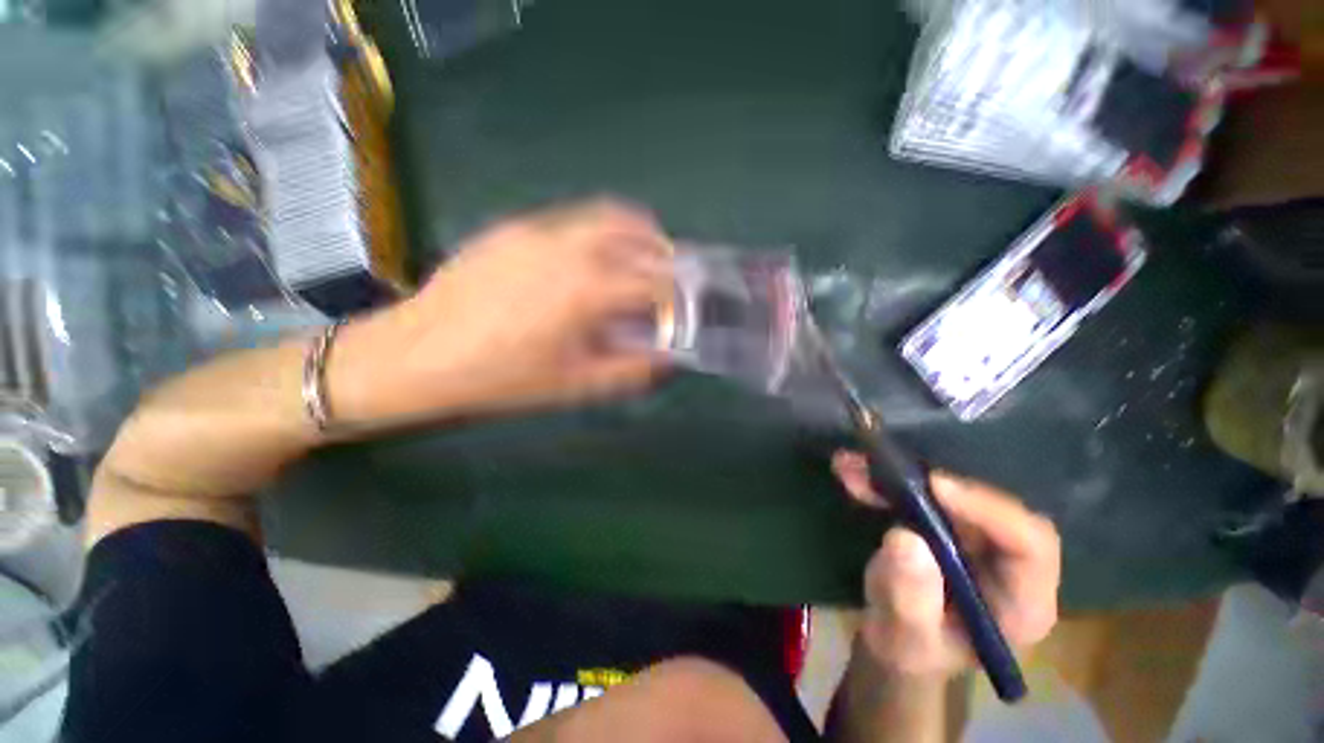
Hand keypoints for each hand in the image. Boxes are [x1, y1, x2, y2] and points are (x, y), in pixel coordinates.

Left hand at [331, 199, 672, 424]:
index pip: (654, 280)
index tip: (683, 306)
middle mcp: (567, 246)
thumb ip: (631, 372)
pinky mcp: (512, 228)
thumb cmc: (500, 378)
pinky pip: (571, 221)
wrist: (415, 355)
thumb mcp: (574, 386)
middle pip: (635, 230)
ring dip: (631, 235)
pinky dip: (596, 236)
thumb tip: (668, 360)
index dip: (677, 293)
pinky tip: (584, 265)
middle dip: (662, 251)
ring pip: (603, 216)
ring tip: (635, 262)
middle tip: (668, 275)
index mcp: (586, 288)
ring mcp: (537, 230)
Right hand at [832, 452, 1060, 678]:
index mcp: (1021, 602)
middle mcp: (1008, 562)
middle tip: (876, 469)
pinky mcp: (946, 523)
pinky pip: (919, 492)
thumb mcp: (904, 637)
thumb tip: (905, 539)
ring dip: (896, 476)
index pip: (1029, 545)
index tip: (934, 487)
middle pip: (985, 506)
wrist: (896, 641)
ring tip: (850, 467)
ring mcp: (976, 538)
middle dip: (926, 484)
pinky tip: (850, 472)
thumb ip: (908, 599)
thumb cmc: (909, 650)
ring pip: (947, 493)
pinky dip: (884, 480)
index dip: (988, 509)